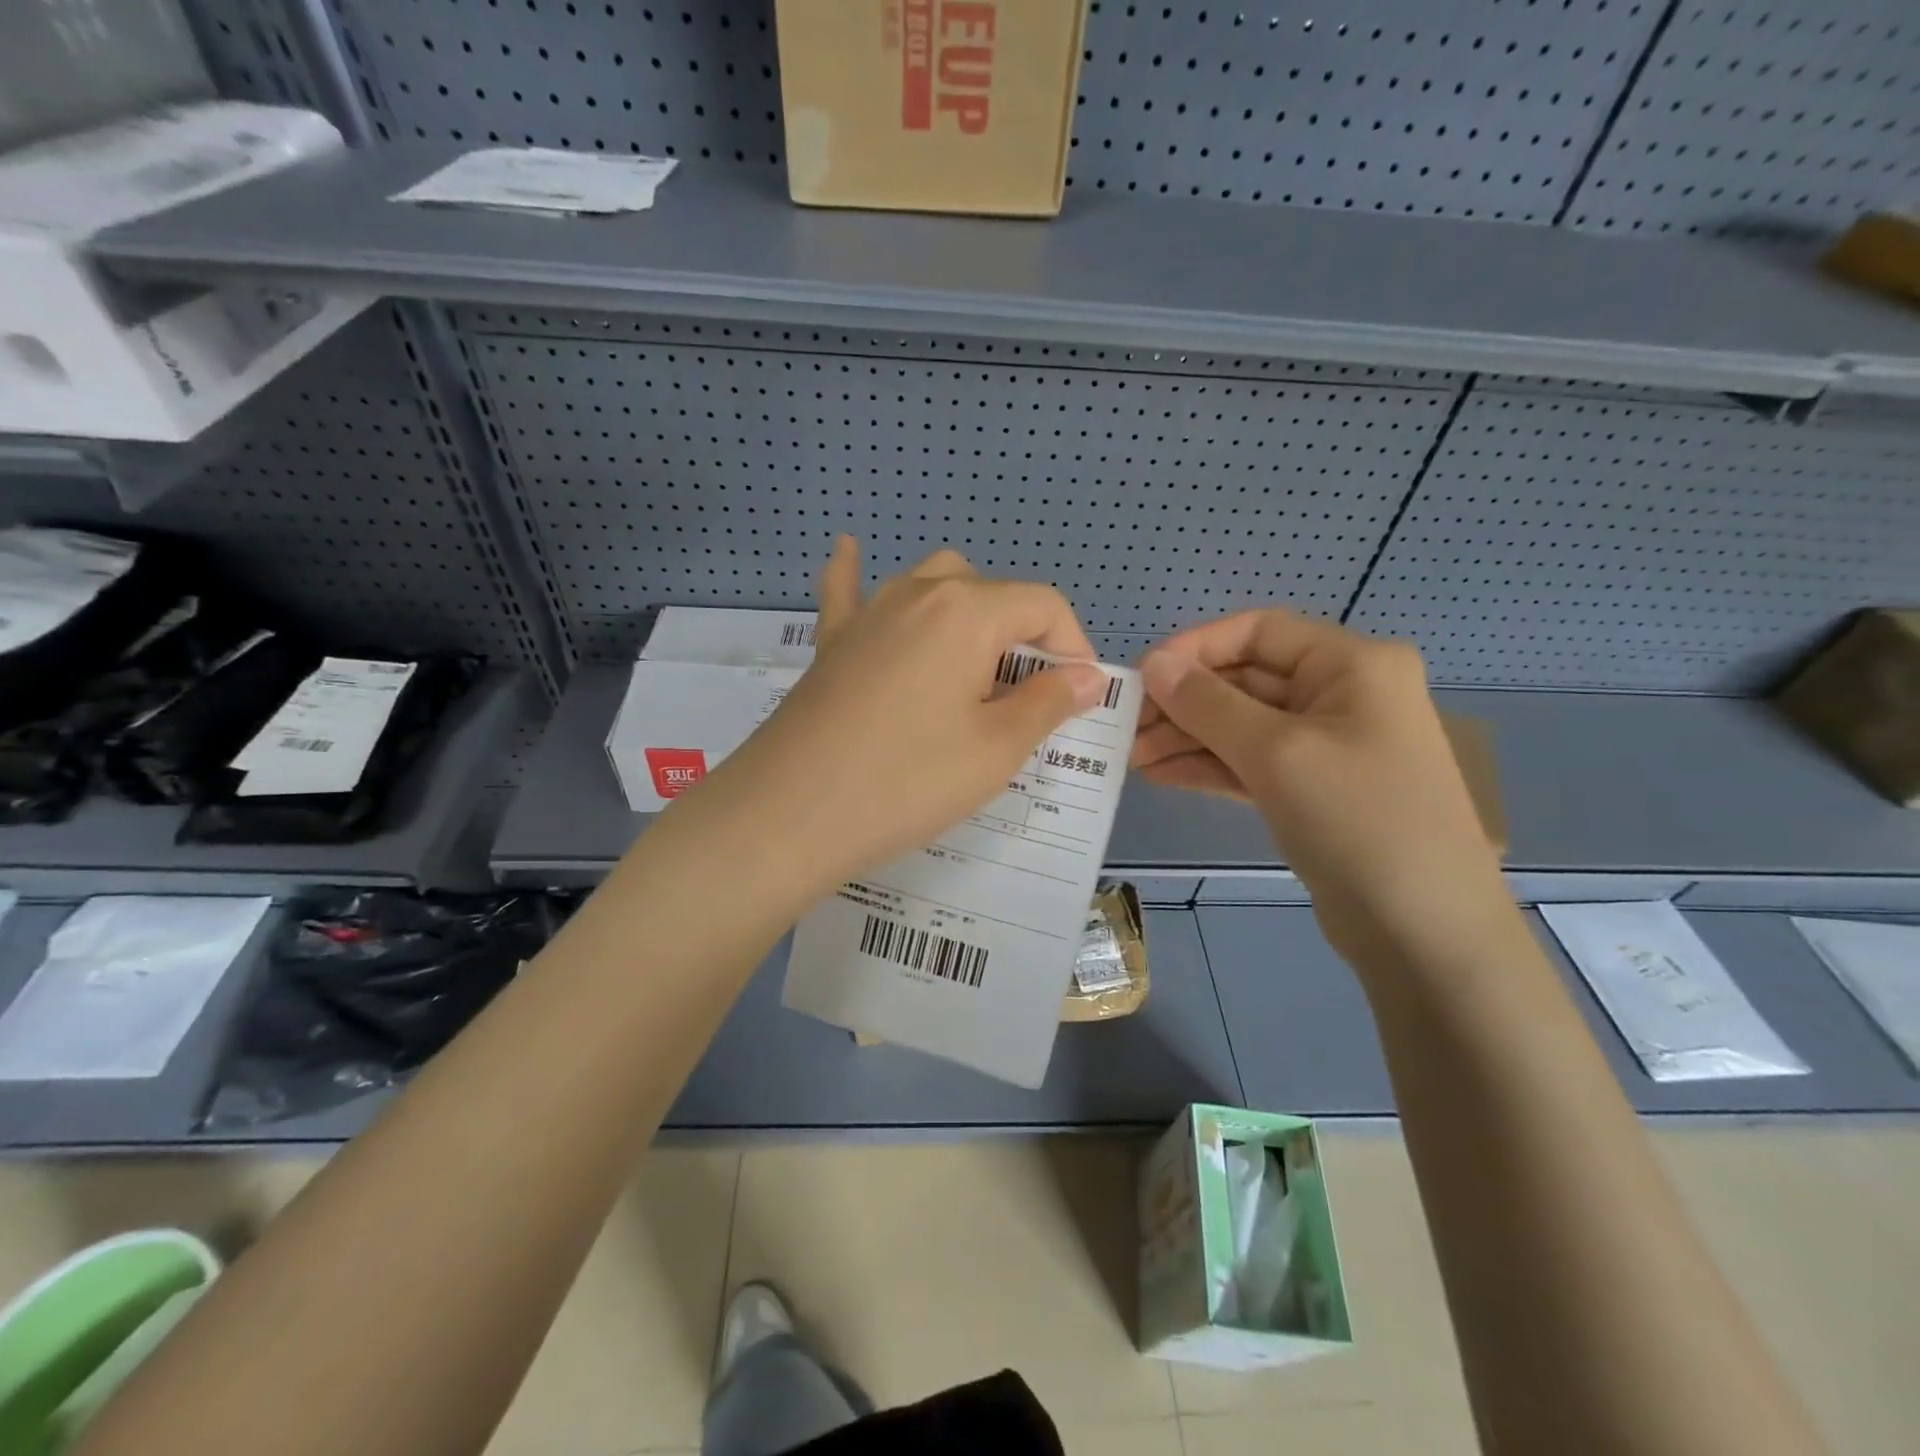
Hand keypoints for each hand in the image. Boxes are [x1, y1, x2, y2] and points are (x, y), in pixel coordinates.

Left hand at [697, 537, 1108, 893]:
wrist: (791, 813)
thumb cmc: (907, 781)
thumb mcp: (996, 749)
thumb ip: (1049, 703)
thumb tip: (1088, 676)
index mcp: (966, 611)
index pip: (1042, 604)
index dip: (1072, 646)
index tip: (1077, 698)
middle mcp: (917, 593)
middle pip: (988, 591)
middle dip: (1019, 635)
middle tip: (1022, 699)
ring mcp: (867, 613)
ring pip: (930, 583)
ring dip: (964, 612)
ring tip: (972, 665)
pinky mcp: (832, 643)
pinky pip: (847, 592)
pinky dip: (856, 574)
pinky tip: (850, 552)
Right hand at [1133, 610, 1513, 964]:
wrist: (1425, 931)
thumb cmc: (1358, 820)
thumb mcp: (1276, 752)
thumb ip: (1208, 704)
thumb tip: (1153, 663)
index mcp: (1351, 664)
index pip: (1259, 631)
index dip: (1196, 648)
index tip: (1142, 676)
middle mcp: (1342, 694)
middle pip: (1246, 680)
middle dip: (1184, 702)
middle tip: (1125, 727)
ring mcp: (1328, 746)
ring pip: (1243, 725)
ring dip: (1187, 737)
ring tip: (1131, 756)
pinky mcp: (1312, 791)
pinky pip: (1251, 763)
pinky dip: (1208, 766)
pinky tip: (1161, 774)